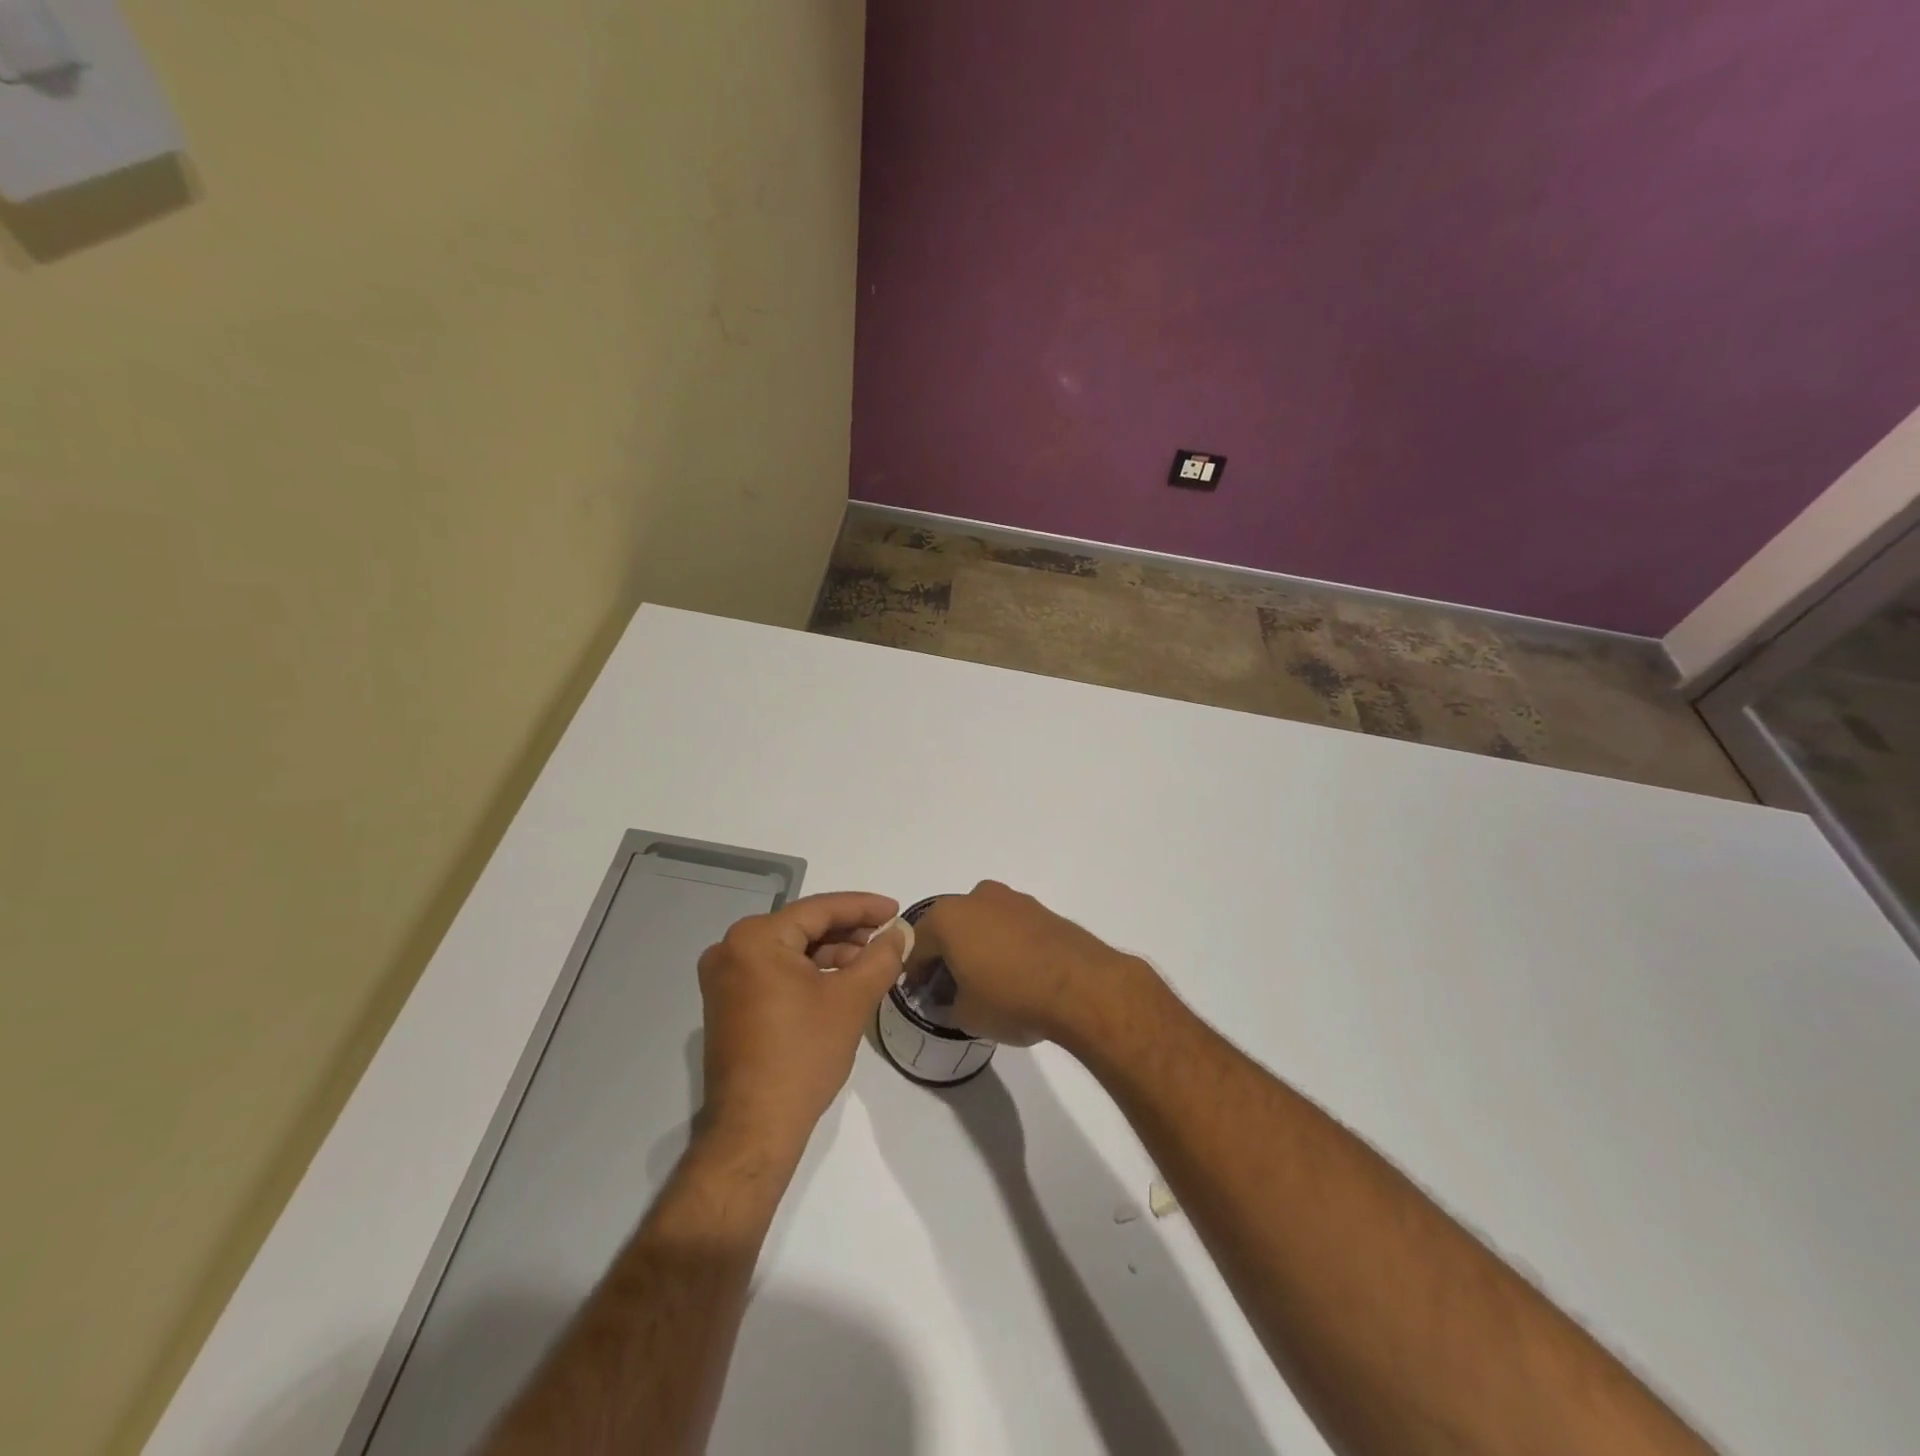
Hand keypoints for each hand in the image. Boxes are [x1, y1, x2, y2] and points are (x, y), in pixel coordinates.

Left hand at [697, 892, 906, 1148]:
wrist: (755, 1128)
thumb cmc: (803, 1055)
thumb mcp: (852, 999)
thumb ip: (881, 957)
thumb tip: (900, 932)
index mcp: (755, 938)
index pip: (819, 909)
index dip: (863, 907)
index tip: (896, 910)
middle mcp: (731, 949)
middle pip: (803, 927)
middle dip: (848, 932)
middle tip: (887, 938)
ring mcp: (724, 978)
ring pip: (791, 950)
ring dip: (831, 954)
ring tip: (871, 963)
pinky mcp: (727, 1003)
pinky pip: (775, 971)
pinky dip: (809, 973)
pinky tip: (841, 982)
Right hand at [907, 881, 1148, 1047]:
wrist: (1081, 986)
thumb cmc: (1011, 997)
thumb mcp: (966, 1015)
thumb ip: (948, 1005)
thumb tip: (951, 1000)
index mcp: (947, 917)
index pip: (917, 945)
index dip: (915, 972)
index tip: (921, 994)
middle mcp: (976, 897)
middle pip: (949, 927)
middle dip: (946, 954)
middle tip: (951, 987)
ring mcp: (1011, 899)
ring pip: (980, 922)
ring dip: (976, 945)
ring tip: (987, 980)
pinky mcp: (1040, 909)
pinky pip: (1009, 925)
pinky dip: (1004, 944)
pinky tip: (1015, 972)